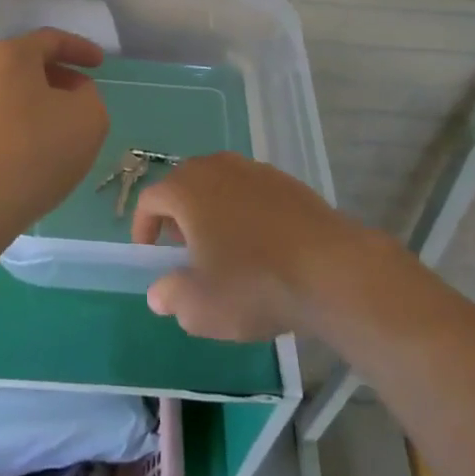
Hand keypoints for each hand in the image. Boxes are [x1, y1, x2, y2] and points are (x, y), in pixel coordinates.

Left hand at [0, 29, 108, 256]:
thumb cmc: (36, 151)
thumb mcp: (88, 118)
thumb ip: (90, 96)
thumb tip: (73, 96)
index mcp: (10, 56)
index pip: (50, 39)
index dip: (80, 48)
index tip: (100, 65)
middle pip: (27, 66)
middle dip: (59, 78)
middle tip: (83, 97)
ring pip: (11, 96)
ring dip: (39, 106)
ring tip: (63, 130)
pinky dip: (21, 129)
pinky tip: (36, 155)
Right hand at [132, 154, 370, 340]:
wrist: (331, 270)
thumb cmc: (253, 284)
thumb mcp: (200, 307)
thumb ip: (171, 296)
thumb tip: (160, 292)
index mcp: (188, 189)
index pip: (151, 198)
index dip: (143, 227)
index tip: (149, 255)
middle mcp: (217, 167)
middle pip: (185, 184)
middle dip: (178, 216)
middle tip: (184, 252)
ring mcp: (255, 170)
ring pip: (220, 185)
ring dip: (212, 211)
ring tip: (223, 249)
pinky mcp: (287, 182)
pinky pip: (251, 192)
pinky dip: (245, 212)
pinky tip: (261, 246)